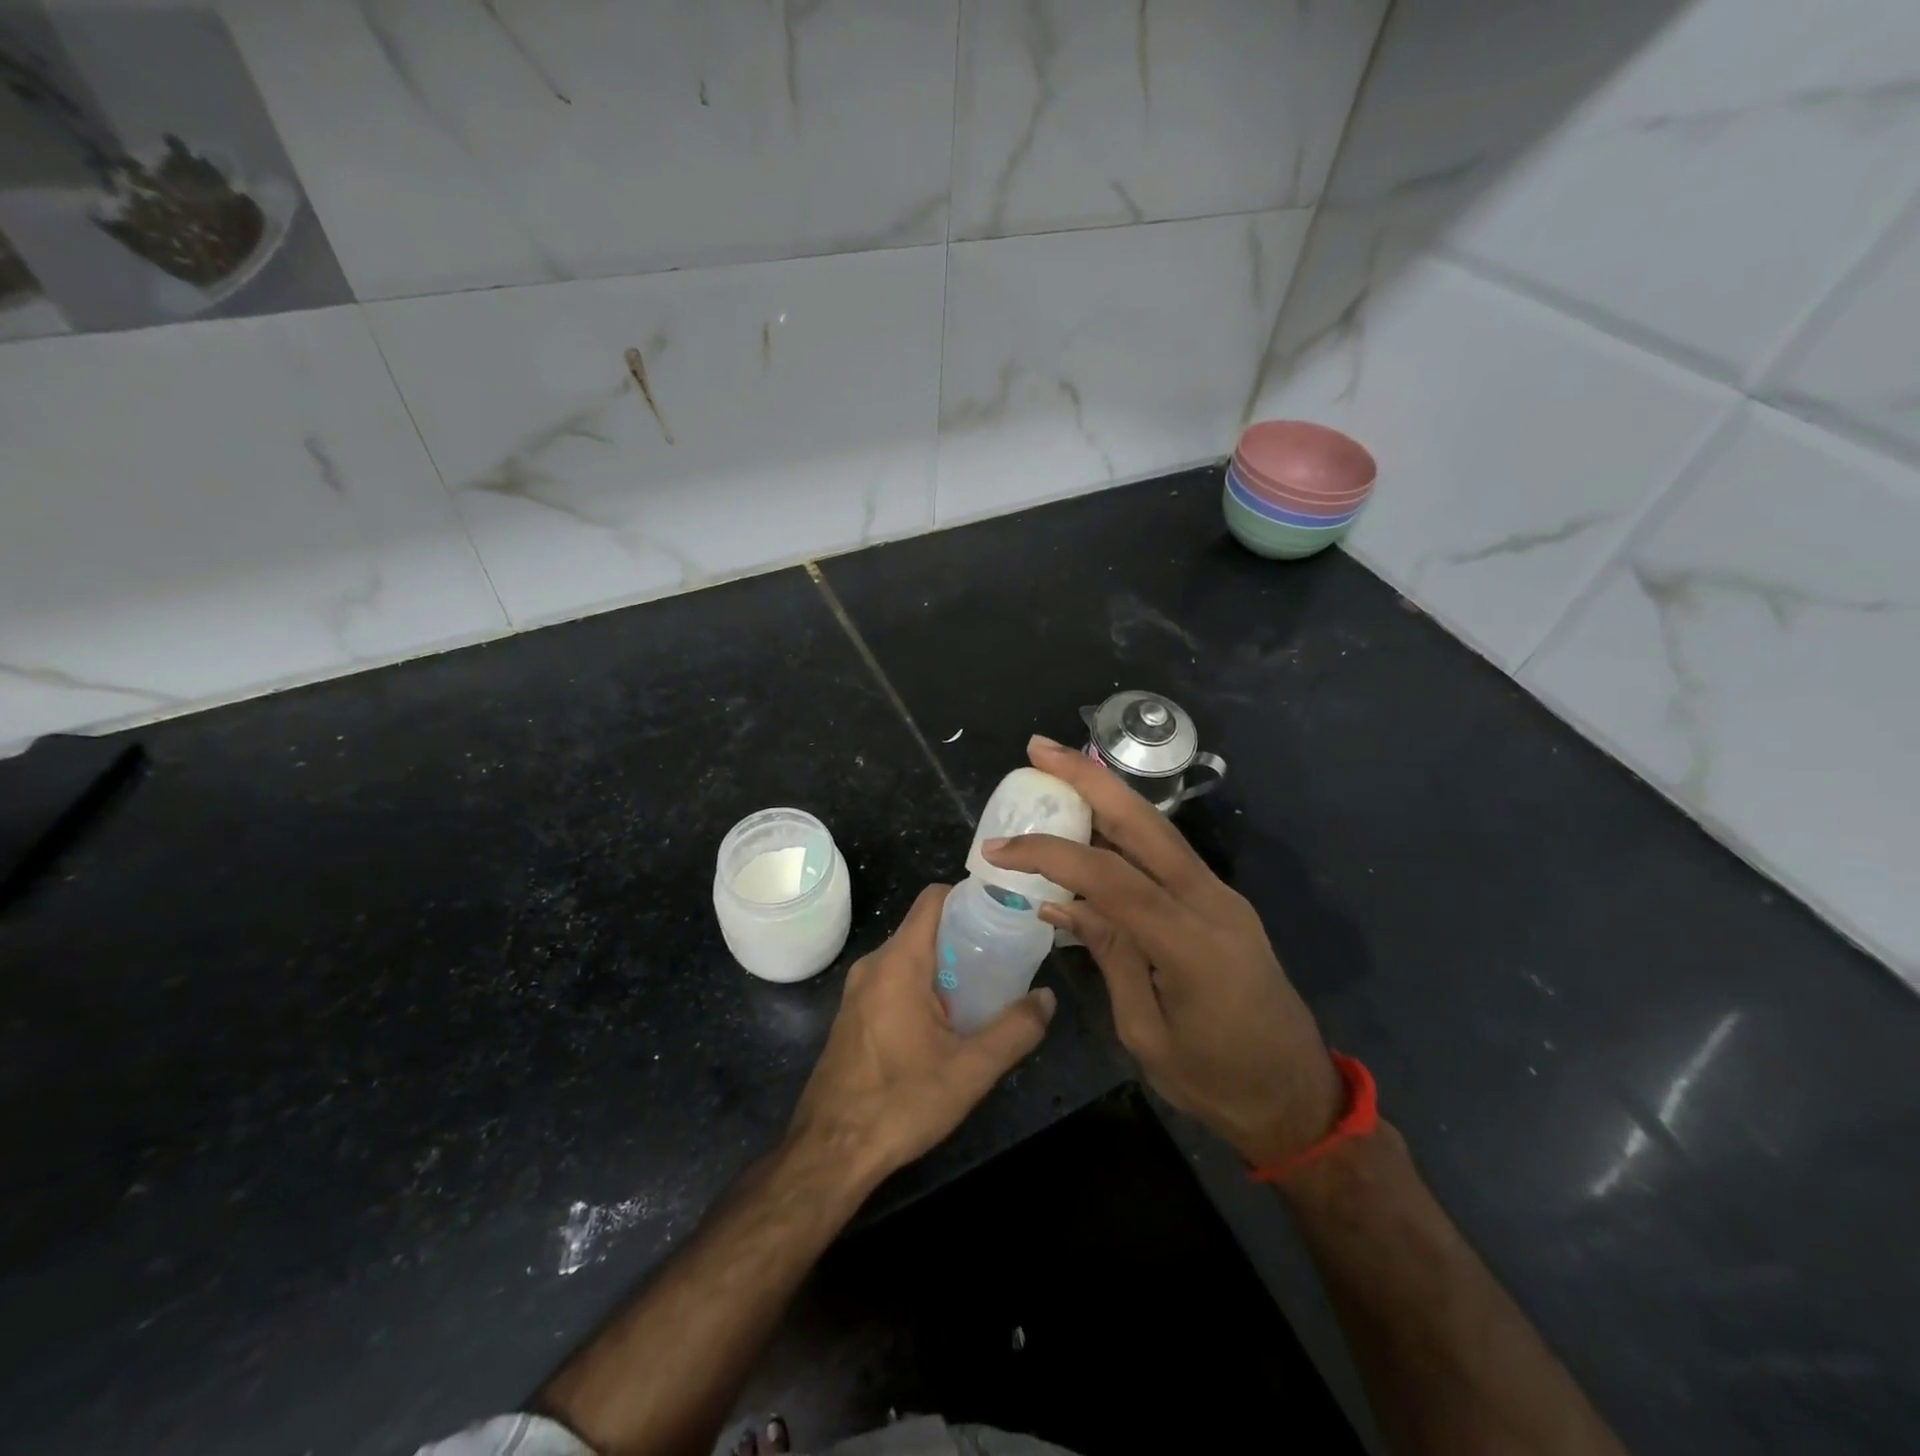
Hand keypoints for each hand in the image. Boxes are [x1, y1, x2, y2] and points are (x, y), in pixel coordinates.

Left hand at [787, 884, 1055, 1187]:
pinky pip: (894, 980)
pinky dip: (923, 984)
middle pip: (924, 927)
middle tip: (1004, 957)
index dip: (969, 897)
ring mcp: (858, 990)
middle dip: (964, 936)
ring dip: (945, 964)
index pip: (933, 900)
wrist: (830, 1152)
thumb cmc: (900, 1102)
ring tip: (984, 988)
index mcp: (899, 962)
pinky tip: (948, 1020)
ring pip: (909, 956)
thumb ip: (1015, 1030)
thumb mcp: (971, 1070)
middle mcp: (874, 965)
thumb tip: (1046, 998)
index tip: (1003, 913)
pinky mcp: (853, 1015)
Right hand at [984, 737, 1341, 1167]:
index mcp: (1190, 944)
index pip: (1110, 878)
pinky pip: (1167, 854)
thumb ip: (1109, 955)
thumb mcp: (1146, 1032)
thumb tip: (1060, 903)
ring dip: (1108, 794)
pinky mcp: (1221, 901)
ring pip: (1158, 829)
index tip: (999, 849)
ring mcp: (1221, 896)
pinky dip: (1126, 830)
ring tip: (1060, 768)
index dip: (1051, 855)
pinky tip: (1095, 823)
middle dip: (1089, 780)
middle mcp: (1211, 902)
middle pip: (1144, 824)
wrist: (1295, 1096)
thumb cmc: (1215, 1081)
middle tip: (1040, 749)